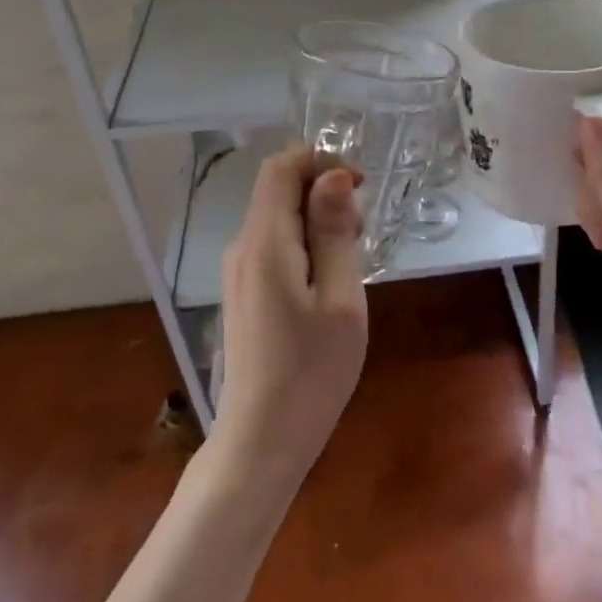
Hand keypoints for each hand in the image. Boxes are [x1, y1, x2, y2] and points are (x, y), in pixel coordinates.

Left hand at [215, 147, 368, 479]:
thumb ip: (334, 232)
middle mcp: (242, 247)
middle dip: (324, 195)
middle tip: (363, 237)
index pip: (281, 167)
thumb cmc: (312, 370)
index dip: (321, 161)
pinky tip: (328, 285)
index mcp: (264, 242)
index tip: (360, 189)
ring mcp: (238, 273)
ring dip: (318, 222)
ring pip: (279, 219)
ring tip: (350, 266)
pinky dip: (305, 246)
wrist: (262, 440)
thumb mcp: (341, 298)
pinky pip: (275, 248)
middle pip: (279, 190)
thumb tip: (332, 176)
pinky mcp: (244, 293)